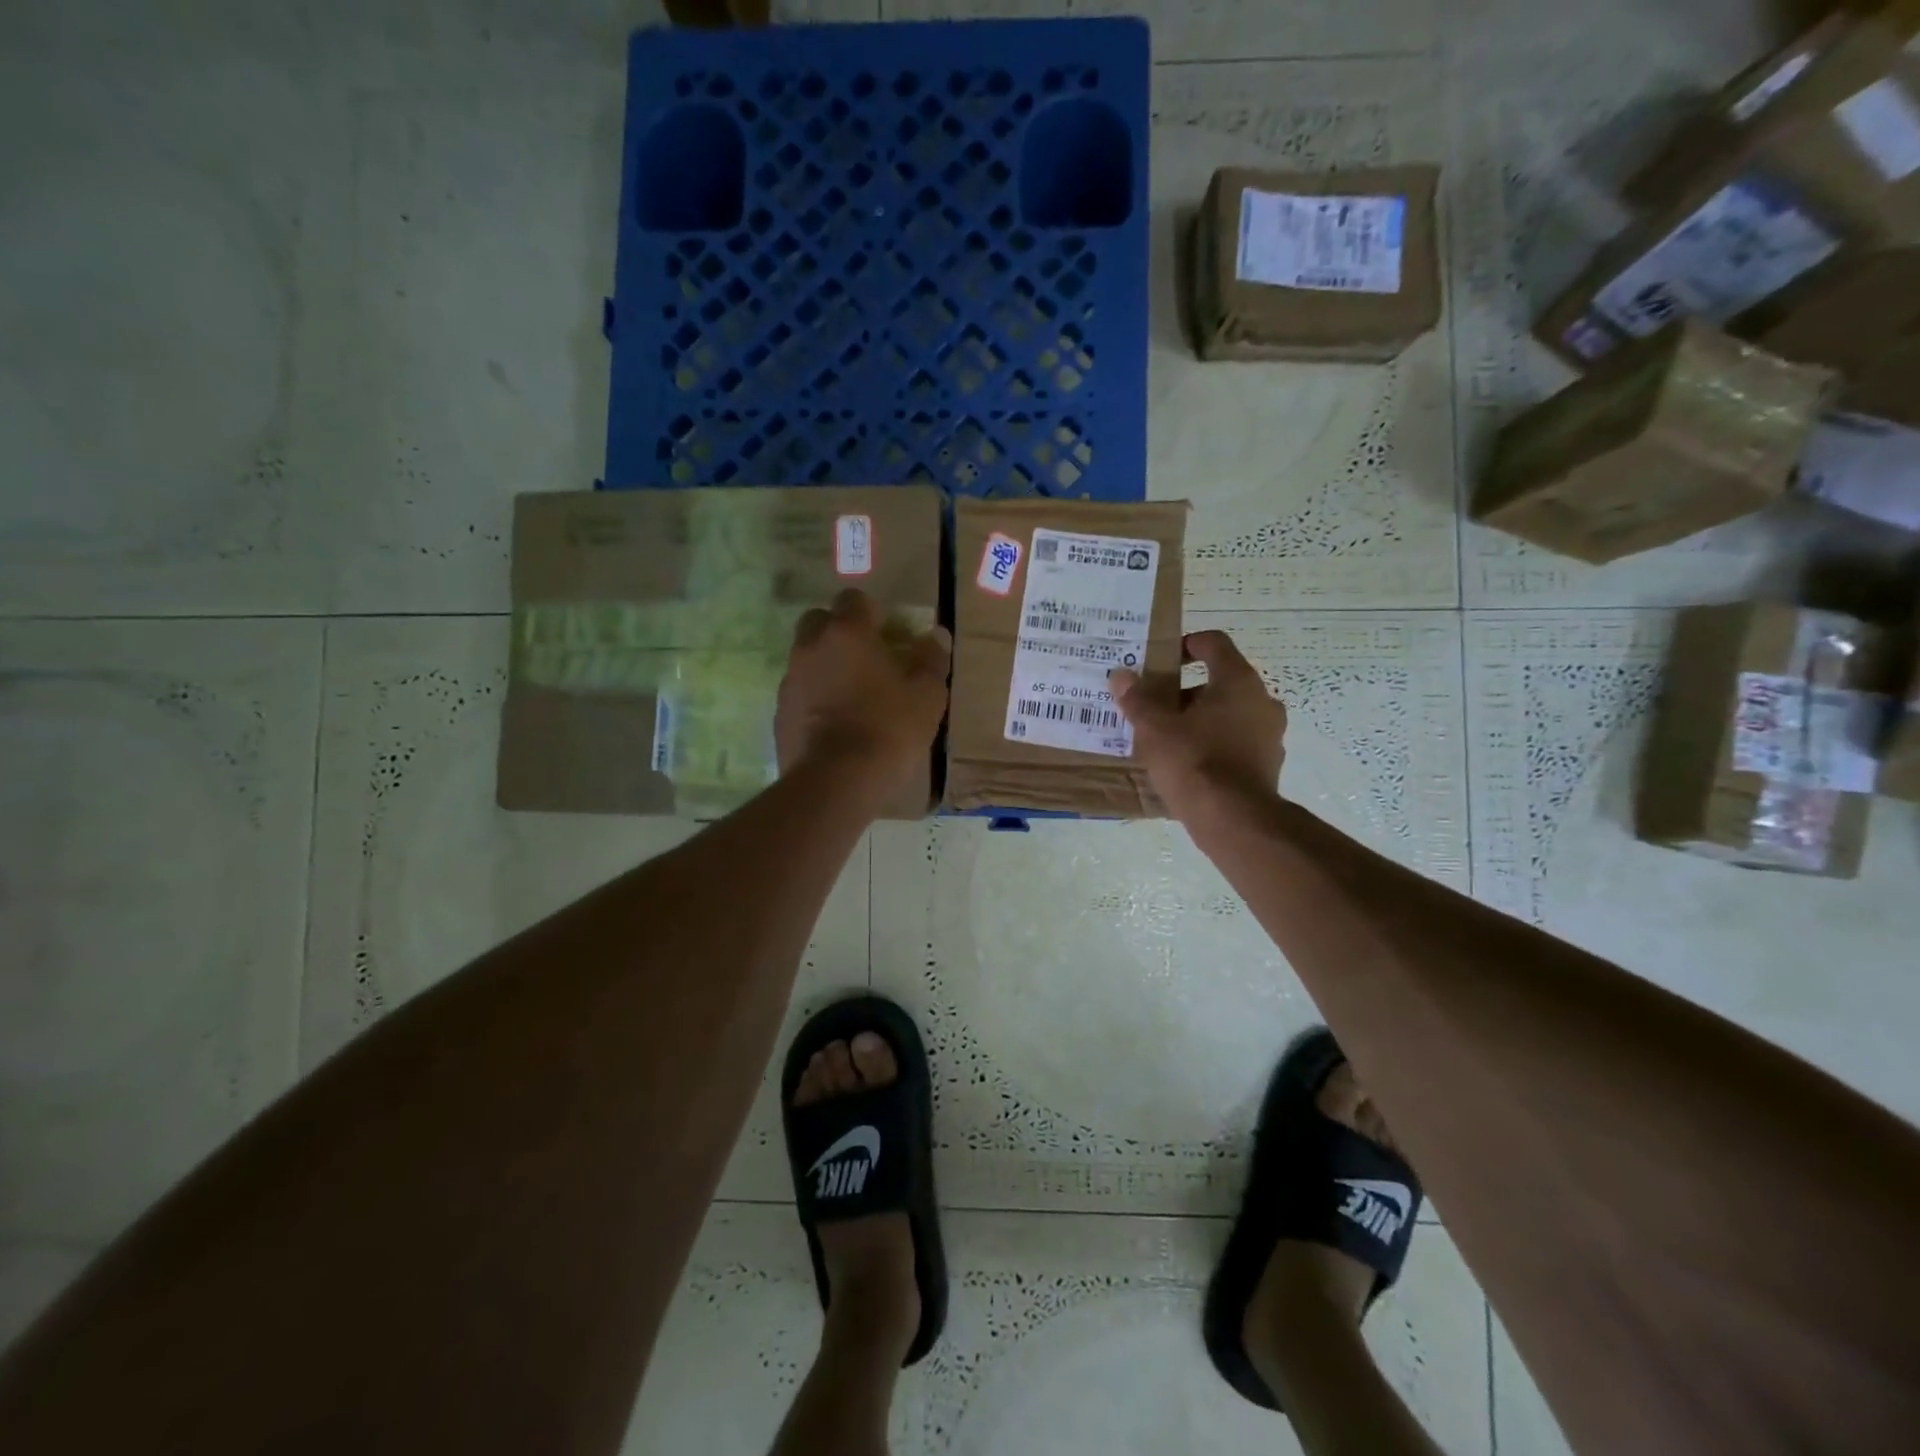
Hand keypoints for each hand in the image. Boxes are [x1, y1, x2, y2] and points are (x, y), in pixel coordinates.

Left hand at [776, 588, 951, 794]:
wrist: (835, 782)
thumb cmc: (888, 729)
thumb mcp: (926, 696)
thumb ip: (932, 660)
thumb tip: (936, 636)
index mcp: (848, 633)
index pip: (853, 598)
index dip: (871, 612)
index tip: (888, 634)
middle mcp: (811, 646)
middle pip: (819, 621)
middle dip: (840, 632)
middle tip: (866, 658)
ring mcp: (791, 679)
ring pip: (806, 657)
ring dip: (826, 665)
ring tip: (852, 695)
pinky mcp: (779, 712)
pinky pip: (799, 691)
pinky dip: (814, 696)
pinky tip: (834, 723)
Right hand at [1109, 630, 1285, 818]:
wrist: (1233, 819)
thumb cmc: (1193, 761)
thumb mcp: (1154, 727)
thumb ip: (1137, 698)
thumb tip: (1121, 675)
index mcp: (1237, 680)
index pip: (1214, 643)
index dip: (1186, 644)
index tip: (1162, 659)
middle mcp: (1262, 700)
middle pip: (1220, 681)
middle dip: (1185, 691)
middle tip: (1155, 706)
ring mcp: (1270, 734)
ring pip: (1229, 714)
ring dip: (1200, 719)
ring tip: (1166, 738)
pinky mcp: (1268, 764)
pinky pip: (1236, 742)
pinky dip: (1213, 744)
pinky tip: (1187, 764)